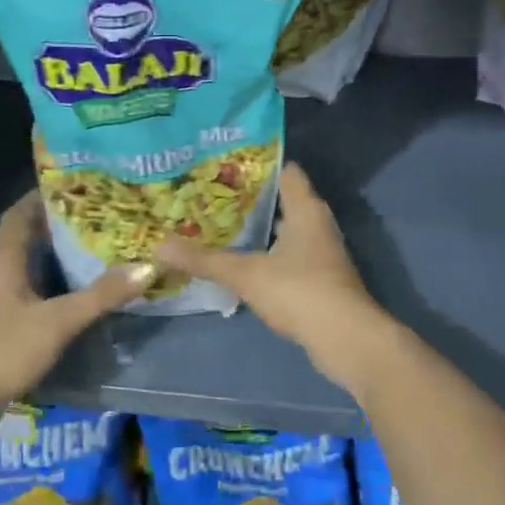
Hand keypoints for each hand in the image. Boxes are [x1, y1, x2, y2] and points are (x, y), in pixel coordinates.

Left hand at [0, 192, 152, 426]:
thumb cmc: (2, 352)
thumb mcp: (57, 322)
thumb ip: (101, 295)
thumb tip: (147, 266)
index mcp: (3, 261)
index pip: (19, 214)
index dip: (43, 195)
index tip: (77, 184)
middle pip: (26, 236)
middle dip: (59, 223)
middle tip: (100, 214)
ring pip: (29, 265)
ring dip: (57, 254)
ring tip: (97, 245)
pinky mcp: (1, 324)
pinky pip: (30, 291)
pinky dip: (53, 283)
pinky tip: (79, 290)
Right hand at [156, 163, 393, 392]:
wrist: (346, 340)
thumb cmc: (299, 291)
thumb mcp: (246, 274)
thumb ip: (204, 260)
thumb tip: (158, 245)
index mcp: (306, 209)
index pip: (286, 171)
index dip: (257, 165)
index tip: (223, 165)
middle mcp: (318, 224)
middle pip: (282, 201)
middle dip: (249, 200)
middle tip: (210, 196)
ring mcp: (322, 254)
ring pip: (285, 231)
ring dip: (258, 230)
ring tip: (218, 226)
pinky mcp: (320, 280)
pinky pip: (288, 257)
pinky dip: (267, 256)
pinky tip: (241, 264)